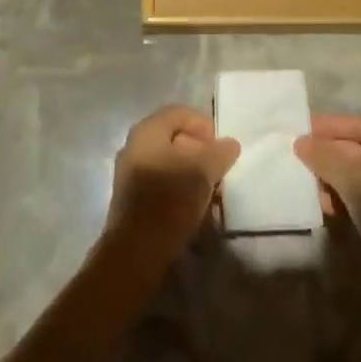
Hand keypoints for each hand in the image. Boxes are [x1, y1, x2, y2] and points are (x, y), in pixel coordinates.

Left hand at [105, 105, 239, 260]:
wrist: (137, 248)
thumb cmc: (170, 199)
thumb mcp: (203, 171)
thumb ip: (219, 153)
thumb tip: (230, 144)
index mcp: (147, 131)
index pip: (180, 113)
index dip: (204, 125)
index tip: (221, 147)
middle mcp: (134, 145)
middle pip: (173, 135)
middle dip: (200, 148)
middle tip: (218, 167)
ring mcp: (130, 171)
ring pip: (168, 159)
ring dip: (191, 168)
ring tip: (210, 186)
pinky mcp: (132, 195)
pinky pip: (160, 178)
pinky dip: (179, 183)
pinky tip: (193, 202)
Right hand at [295, 114, 360, 273]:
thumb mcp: (355, 184)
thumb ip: (326, 160)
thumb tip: (300, 141)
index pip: (359, 124)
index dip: (329, 125)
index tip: (300, 129)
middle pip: (358, 147)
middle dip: (328, 153)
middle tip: (298, 157)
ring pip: (358, 171)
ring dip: (332, 176)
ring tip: (306, 183)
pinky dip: (343, 193)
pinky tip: (323, 204)